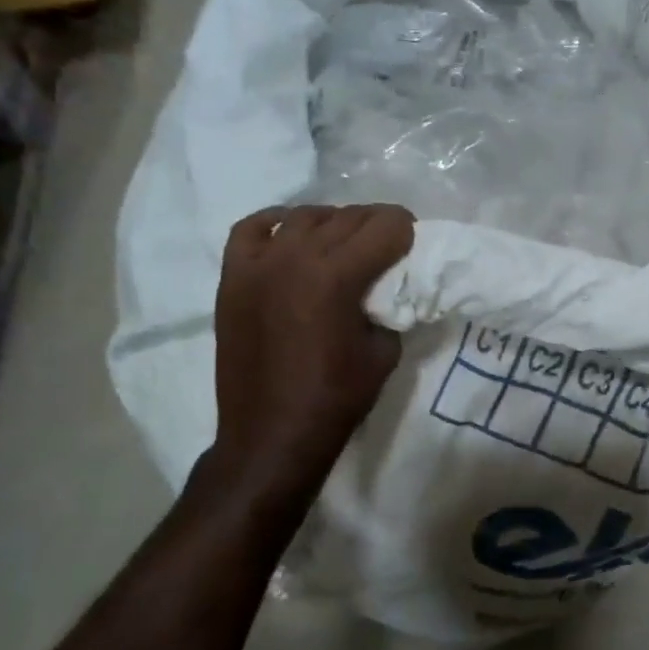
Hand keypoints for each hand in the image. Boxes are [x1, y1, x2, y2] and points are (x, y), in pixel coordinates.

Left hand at [207, 203, 414, 500]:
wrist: (272, 432)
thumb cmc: (336, 397)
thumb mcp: (384, 352)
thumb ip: (388, 308)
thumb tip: (387, 288)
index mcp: (336, 277)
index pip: (383, 227)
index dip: (406, 229)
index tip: (415, 239)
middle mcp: (295, 258)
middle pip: (347, 217)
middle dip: (376, 224)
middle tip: (390, 242)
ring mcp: (258, 264)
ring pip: (303, 216)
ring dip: (333, 222)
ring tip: (345, 241)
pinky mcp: (233, 277)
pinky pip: (251, 229)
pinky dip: (276, 223)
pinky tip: (291, 232)